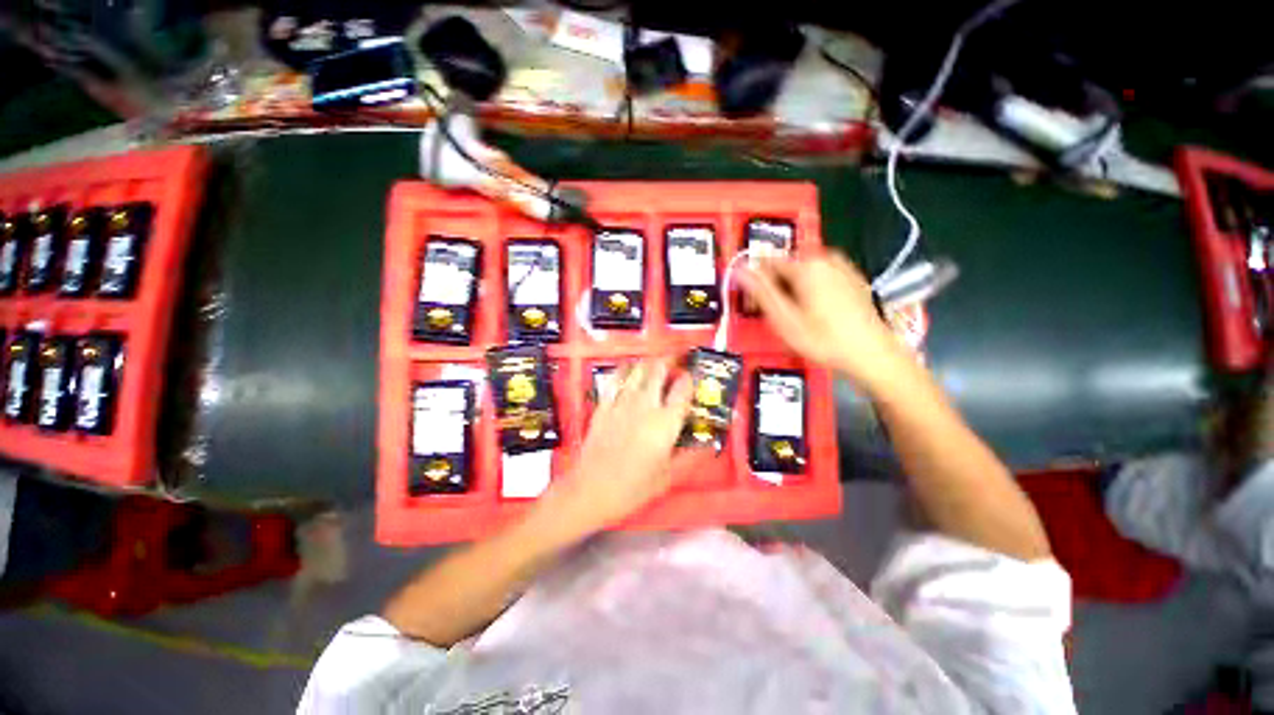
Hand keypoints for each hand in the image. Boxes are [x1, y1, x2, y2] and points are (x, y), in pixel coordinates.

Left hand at [544, 359, 695, 533]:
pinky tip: (628, 371)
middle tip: (675, 362)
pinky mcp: (604, 405)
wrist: (592, 489)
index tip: (691, 376)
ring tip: (654, 365)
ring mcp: (622, 402)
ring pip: (637, 370)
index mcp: (666, 422)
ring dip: (648, 363)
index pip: (683, 389)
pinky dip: (624, 371)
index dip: (689, 378)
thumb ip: (690, 458)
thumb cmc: (634, 487)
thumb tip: (708, 446)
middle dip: (669, 361)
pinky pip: (615, 379)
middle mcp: (646, 405)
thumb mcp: (668, 476)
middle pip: (659, 370)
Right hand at [738, 252, 908, 392]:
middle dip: (775, 287)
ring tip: (795, 317)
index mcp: (806, 266)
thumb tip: (740, 269)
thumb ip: (761, 291)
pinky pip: (821, 278)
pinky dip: (811, 290)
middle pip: (786, 267)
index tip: (754, 305)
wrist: (871, 354)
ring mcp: (842, 267)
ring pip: (803, 273)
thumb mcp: (784, 319)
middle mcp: (825, 259)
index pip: (767, 263)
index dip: (755, 283)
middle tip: (775, 315)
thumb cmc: (823, 339)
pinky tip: (816, 312)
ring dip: (792, 289)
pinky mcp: (853, 278)